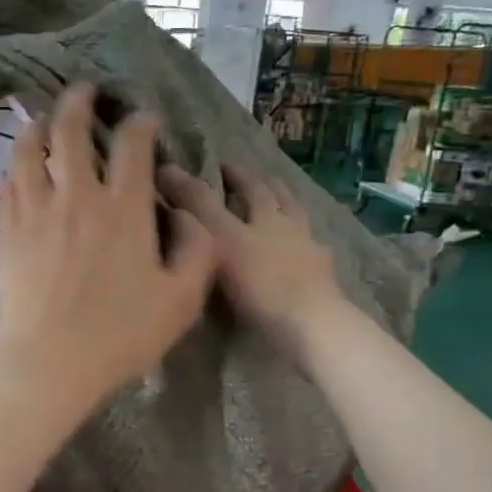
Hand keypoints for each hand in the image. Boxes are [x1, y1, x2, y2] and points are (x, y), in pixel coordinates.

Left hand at [0, 85, 216, 410]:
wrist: (49, 361)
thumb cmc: (120, 334)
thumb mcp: (181, 299)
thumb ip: (197, 251)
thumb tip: (192, 216)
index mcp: (124, 208)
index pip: (132, 145)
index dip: (140, 123)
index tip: (144, 119)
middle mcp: (77, 196)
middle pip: (71, 131)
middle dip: (78, 102)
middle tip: (83, 90)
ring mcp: (36, 210)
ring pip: (30, 150)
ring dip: (38, 125)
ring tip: (43, 116)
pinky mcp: (7, 230)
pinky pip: (8, 183)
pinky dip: (15, 164)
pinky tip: (20, 164)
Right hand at [159, 164, 343, 359]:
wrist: (312, 327)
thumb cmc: (260, 282)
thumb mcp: (219, 238)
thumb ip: (195, 204)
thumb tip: (167, 167)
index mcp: (268, 214)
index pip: (250, 185)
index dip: (234, 173)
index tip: (221, 164)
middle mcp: (292, 228)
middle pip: (281, 200)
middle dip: (266, 186)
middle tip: (256, 179)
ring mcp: (312, 256)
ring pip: (301, 224)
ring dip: (290, 212)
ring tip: (282, 211)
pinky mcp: (324, 284)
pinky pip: (313, 257)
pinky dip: (305, 250)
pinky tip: (304, 255)